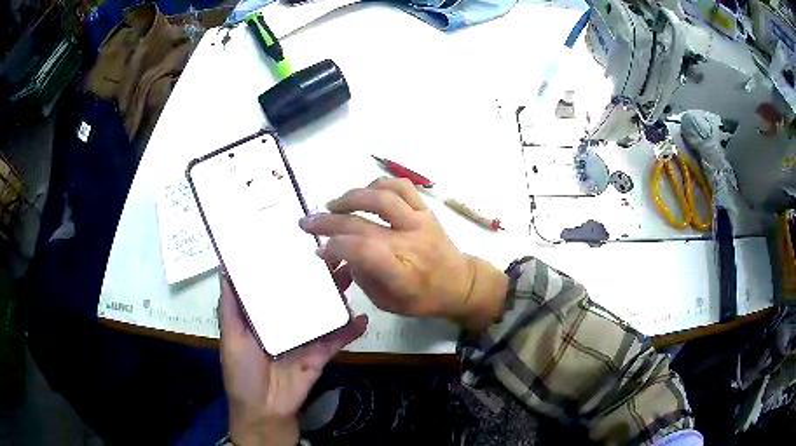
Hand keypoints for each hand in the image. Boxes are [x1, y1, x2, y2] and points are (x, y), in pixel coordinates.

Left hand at [219, 269, 366, 445]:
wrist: (264, 410)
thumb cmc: (242, 370)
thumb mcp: (231, 335)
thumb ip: (230, 305)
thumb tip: (225, 267)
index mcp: (264, 315)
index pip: (277, 284)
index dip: (286, 264)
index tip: (297, 240)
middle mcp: (286, 322)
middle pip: (304, 295)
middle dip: (318, 276)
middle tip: (334, 253)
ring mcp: (306, 338)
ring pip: (323, 312)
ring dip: (337, 295)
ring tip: (352, 274)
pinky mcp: (320, 354)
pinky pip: (337, 340)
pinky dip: (350, 330)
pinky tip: (362, 318)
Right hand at [299, 177, 507, 329]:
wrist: (460, 282)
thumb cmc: (422, 298)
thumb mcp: (387, 302)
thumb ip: (362, 277)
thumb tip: (338, 252)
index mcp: (403, 275)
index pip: (363, 252)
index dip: (336, 247)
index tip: (320, 250)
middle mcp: (411, 244)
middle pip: (364, 224)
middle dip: (328, 221)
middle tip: (307, 221)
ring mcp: (420, 223)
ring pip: (382, 197)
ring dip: (351, 197)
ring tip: (333, 204)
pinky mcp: (426, 210)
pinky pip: (402, 187)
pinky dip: (378, 184)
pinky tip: (364, 192)